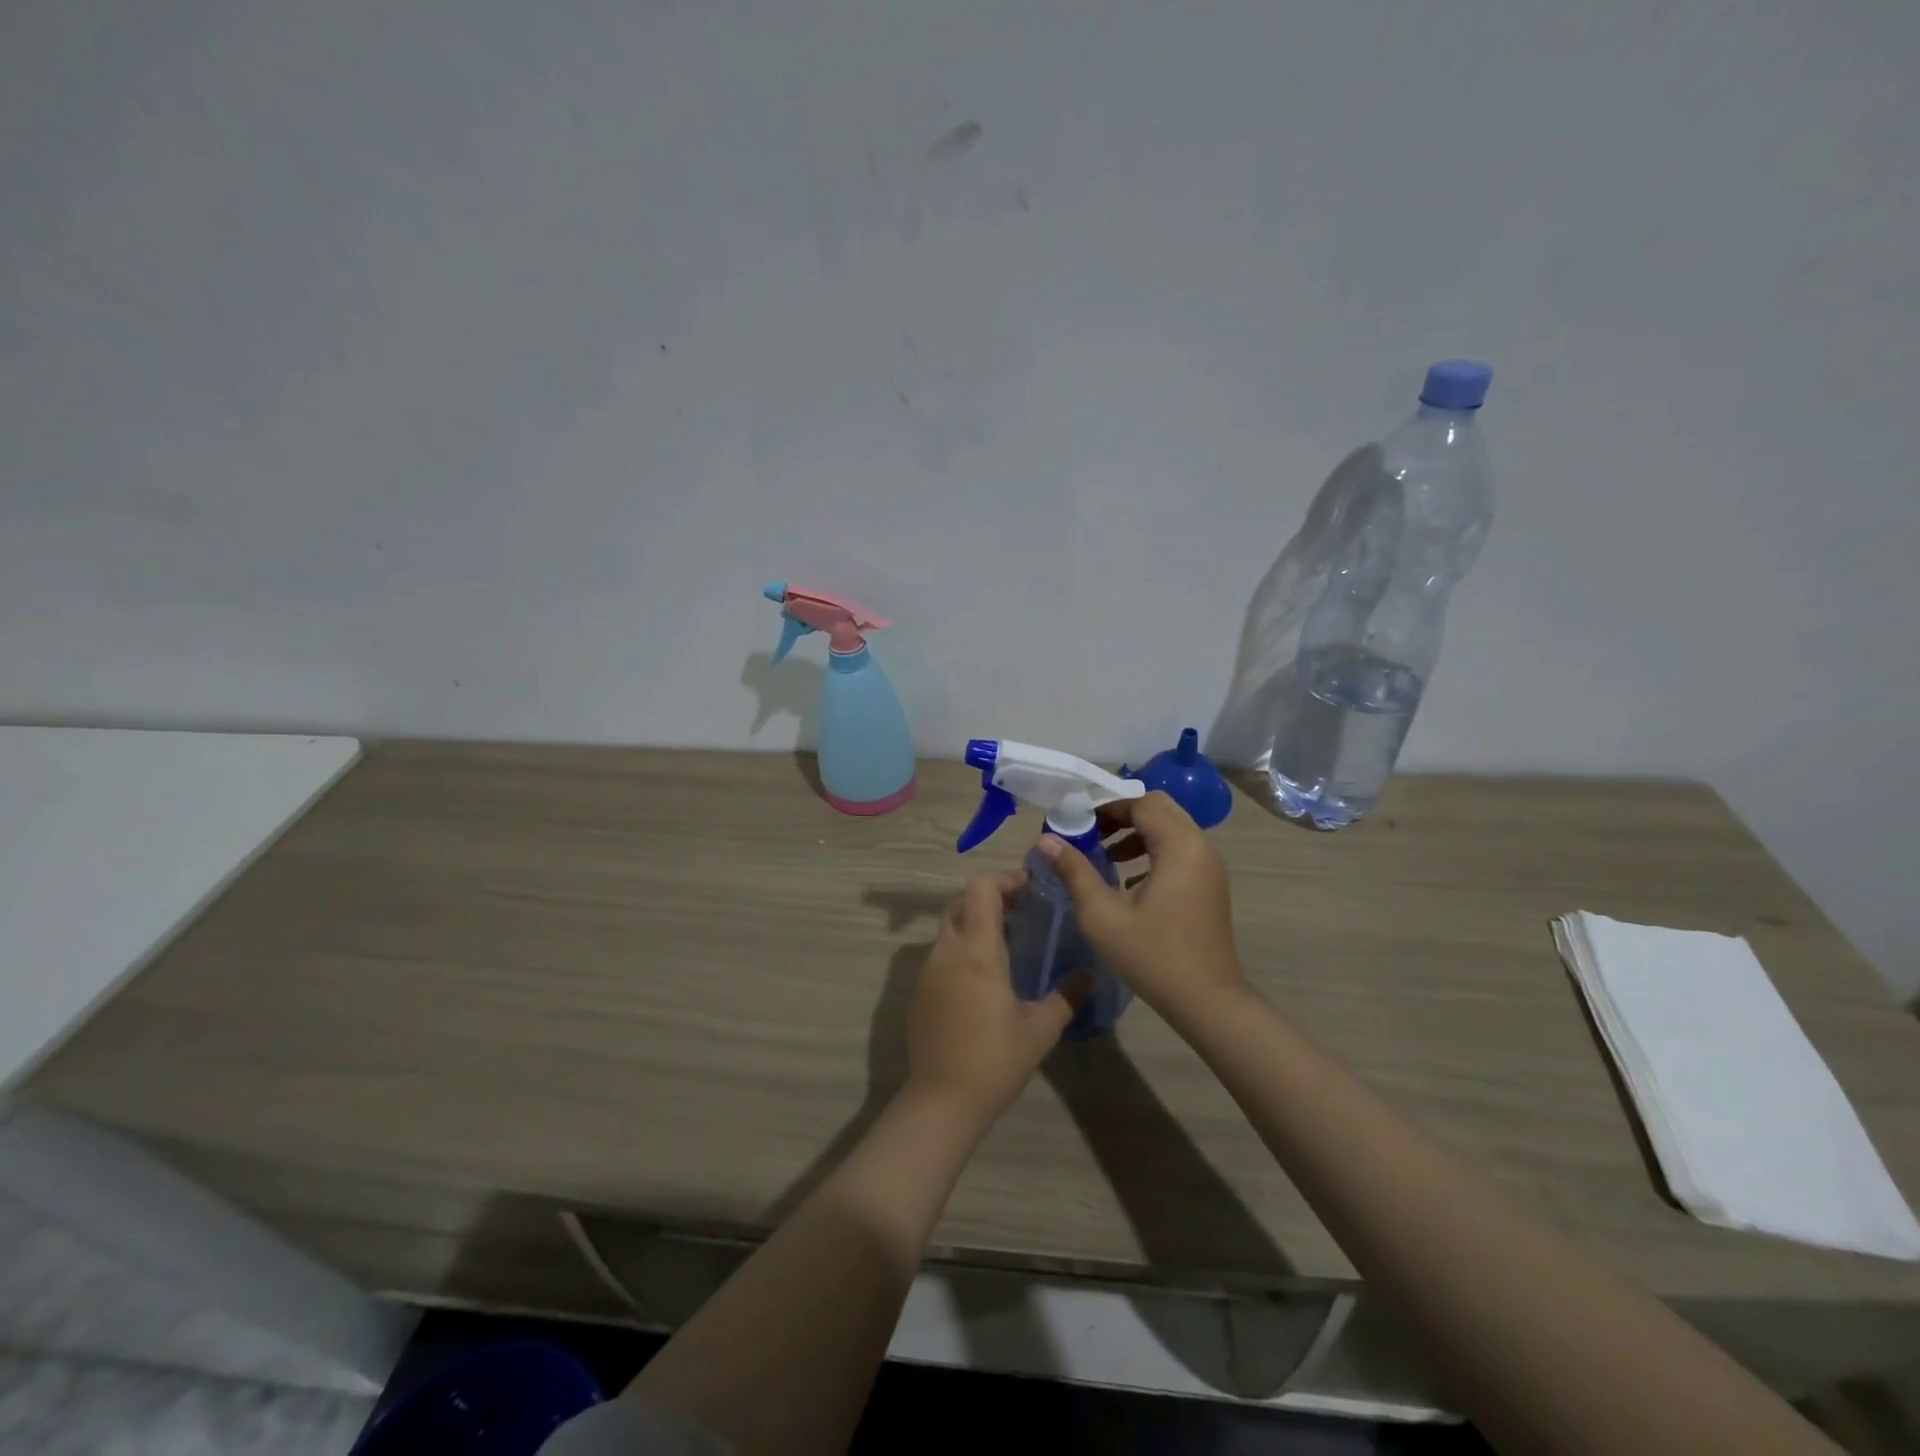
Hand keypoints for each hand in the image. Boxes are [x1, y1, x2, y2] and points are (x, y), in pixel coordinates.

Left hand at [904, 869, 1089, 1120]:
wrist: (942, 1101)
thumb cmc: (995, 1060)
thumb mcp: (1041, 1029)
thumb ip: (1067, 996)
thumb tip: (1090, 974)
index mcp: (976, 950)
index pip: (980, 888)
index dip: (1004, 878)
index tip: (1030, 887)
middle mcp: (947, 950)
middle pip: (961, 899)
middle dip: (990, 895)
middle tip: (1022, 910)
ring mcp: (928, 970)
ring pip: (949, 925)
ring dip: (975, 921)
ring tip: (1008, 941)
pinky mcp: (919, 990)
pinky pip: (941, 952)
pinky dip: (962, 946)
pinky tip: (984, 976)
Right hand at [1037, 791, 1250, 1022]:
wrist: (1208, 1002)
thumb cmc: (1153, 956)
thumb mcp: (1102, 915)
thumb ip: (1074, 871)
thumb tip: (1046, 840)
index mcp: (1179, 846)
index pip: (1141, 803)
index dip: (1106, 808)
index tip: (1077, 824)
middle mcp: (1200, 846)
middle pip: (1159, 809)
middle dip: (1122, 816)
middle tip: (1091, 834)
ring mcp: (1209, 866)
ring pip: (1171, 829)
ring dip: (1137, 833)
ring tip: (1105, 856)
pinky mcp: (1210, 885)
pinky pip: (1180, 850)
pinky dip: (1153, 851)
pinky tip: (1128, 881)